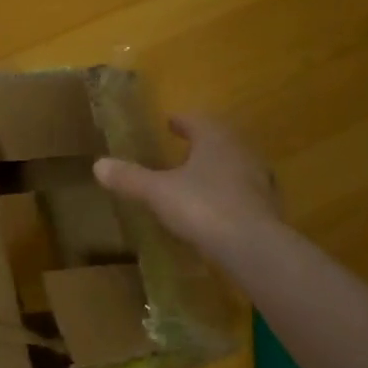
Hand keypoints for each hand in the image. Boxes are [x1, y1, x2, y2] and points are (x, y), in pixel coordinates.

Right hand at [94, 115, 281, 262]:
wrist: (253, 246)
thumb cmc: (202, 207)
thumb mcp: (158, 192)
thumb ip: (130, 178)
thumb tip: (98, 164)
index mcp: (214, 139)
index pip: (197, 121)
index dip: (181, 121)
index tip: (171, 122)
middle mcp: (241, 151)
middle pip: (220, 139)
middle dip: (203, 142)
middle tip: (185, 146)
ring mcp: (259, 179)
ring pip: (236, 164)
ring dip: (219, 166)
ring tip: (200, 176)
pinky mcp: (268, 206)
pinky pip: (245, 191)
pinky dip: (231, 193)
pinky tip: (219, 206)